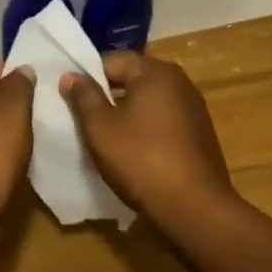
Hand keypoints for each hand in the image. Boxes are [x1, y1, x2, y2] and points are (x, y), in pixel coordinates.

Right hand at [60, 53, 233, 218]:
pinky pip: (163, 122)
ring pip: (147, 102)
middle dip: (106, 97)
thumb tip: (71, 74)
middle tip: (83, 120)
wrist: (195, 209)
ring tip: (106, 139)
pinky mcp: (200, 134)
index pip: (111, 61)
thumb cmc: (142, 160)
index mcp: (155, 72)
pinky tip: (134, 153)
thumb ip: (84, 96)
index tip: (71, 101)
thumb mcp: (101, 128)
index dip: (87, 78)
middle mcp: (179, 82)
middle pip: (131, 80)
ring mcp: (194, 109)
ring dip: (126, 115)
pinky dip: (146, 130)